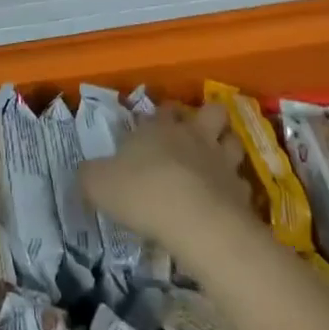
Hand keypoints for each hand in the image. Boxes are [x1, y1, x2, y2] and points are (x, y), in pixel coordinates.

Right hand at [79, 102, 261, 272]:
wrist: (194, 220)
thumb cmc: (142, 192)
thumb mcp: (98, 184)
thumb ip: (91, 176)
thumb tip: (86, 173)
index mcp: (160, 127)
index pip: (165, 109)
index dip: (162, 115)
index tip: (155, 127)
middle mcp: (194, 136)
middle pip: (212, 112)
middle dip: (207, 119)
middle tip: (196, 137)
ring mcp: (222, 161)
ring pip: (233, 142)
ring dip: (226, 150)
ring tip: (216, 165)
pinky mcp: (241, 192)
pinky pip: (242, 185)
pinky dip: (235, 191)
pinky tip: (225, 203)